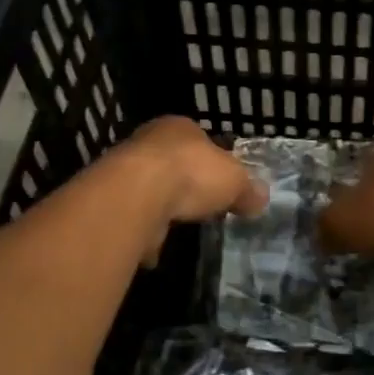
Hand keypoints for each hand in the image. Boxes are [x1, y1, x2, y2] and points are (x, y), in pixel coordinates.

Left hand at [111, 116, 267, 264]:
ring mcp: (126, 171)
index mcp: (179, 127)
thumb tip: (261, 199)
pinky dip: (146, 231)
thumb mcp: (235, 181)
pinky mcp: (113, 201)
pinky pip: (135, 217)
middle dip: (186, 184)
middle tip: (202, 205)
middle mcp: (148, 142)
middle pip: (173, 163)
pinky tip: (157, 247)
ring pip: (150, 189)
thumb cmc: (192, 173)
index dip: (213, 160)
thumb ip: (248, 189)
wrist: (137, 195)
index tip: (222, 183)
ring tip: (181, 226)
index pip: (199, 139)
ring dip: (162, 207)